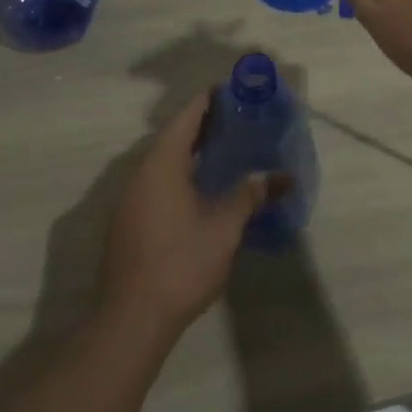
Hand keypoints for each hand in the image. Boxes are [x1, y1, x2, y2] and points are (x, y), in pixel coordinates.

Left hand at [99, 93, 286, 337]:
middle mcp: (141, 173)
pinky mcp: (128, 222)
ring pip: (163, 161)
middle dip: (203, 125)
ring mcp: (130, 199)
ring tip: (224, 149)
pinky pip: (156, 182)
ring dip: (190, 151)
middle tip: (237, 119)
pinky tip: (201, 188)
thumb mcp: (225, 227)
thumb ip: (250, 195)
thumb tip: (283, 176)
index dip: (208, 101)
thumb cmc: (181, 263)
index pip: (186, 117)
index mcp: (162, 164)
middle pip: (173, 136)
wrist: (131, 319)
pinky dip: (179, 174)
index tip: (232, 91)